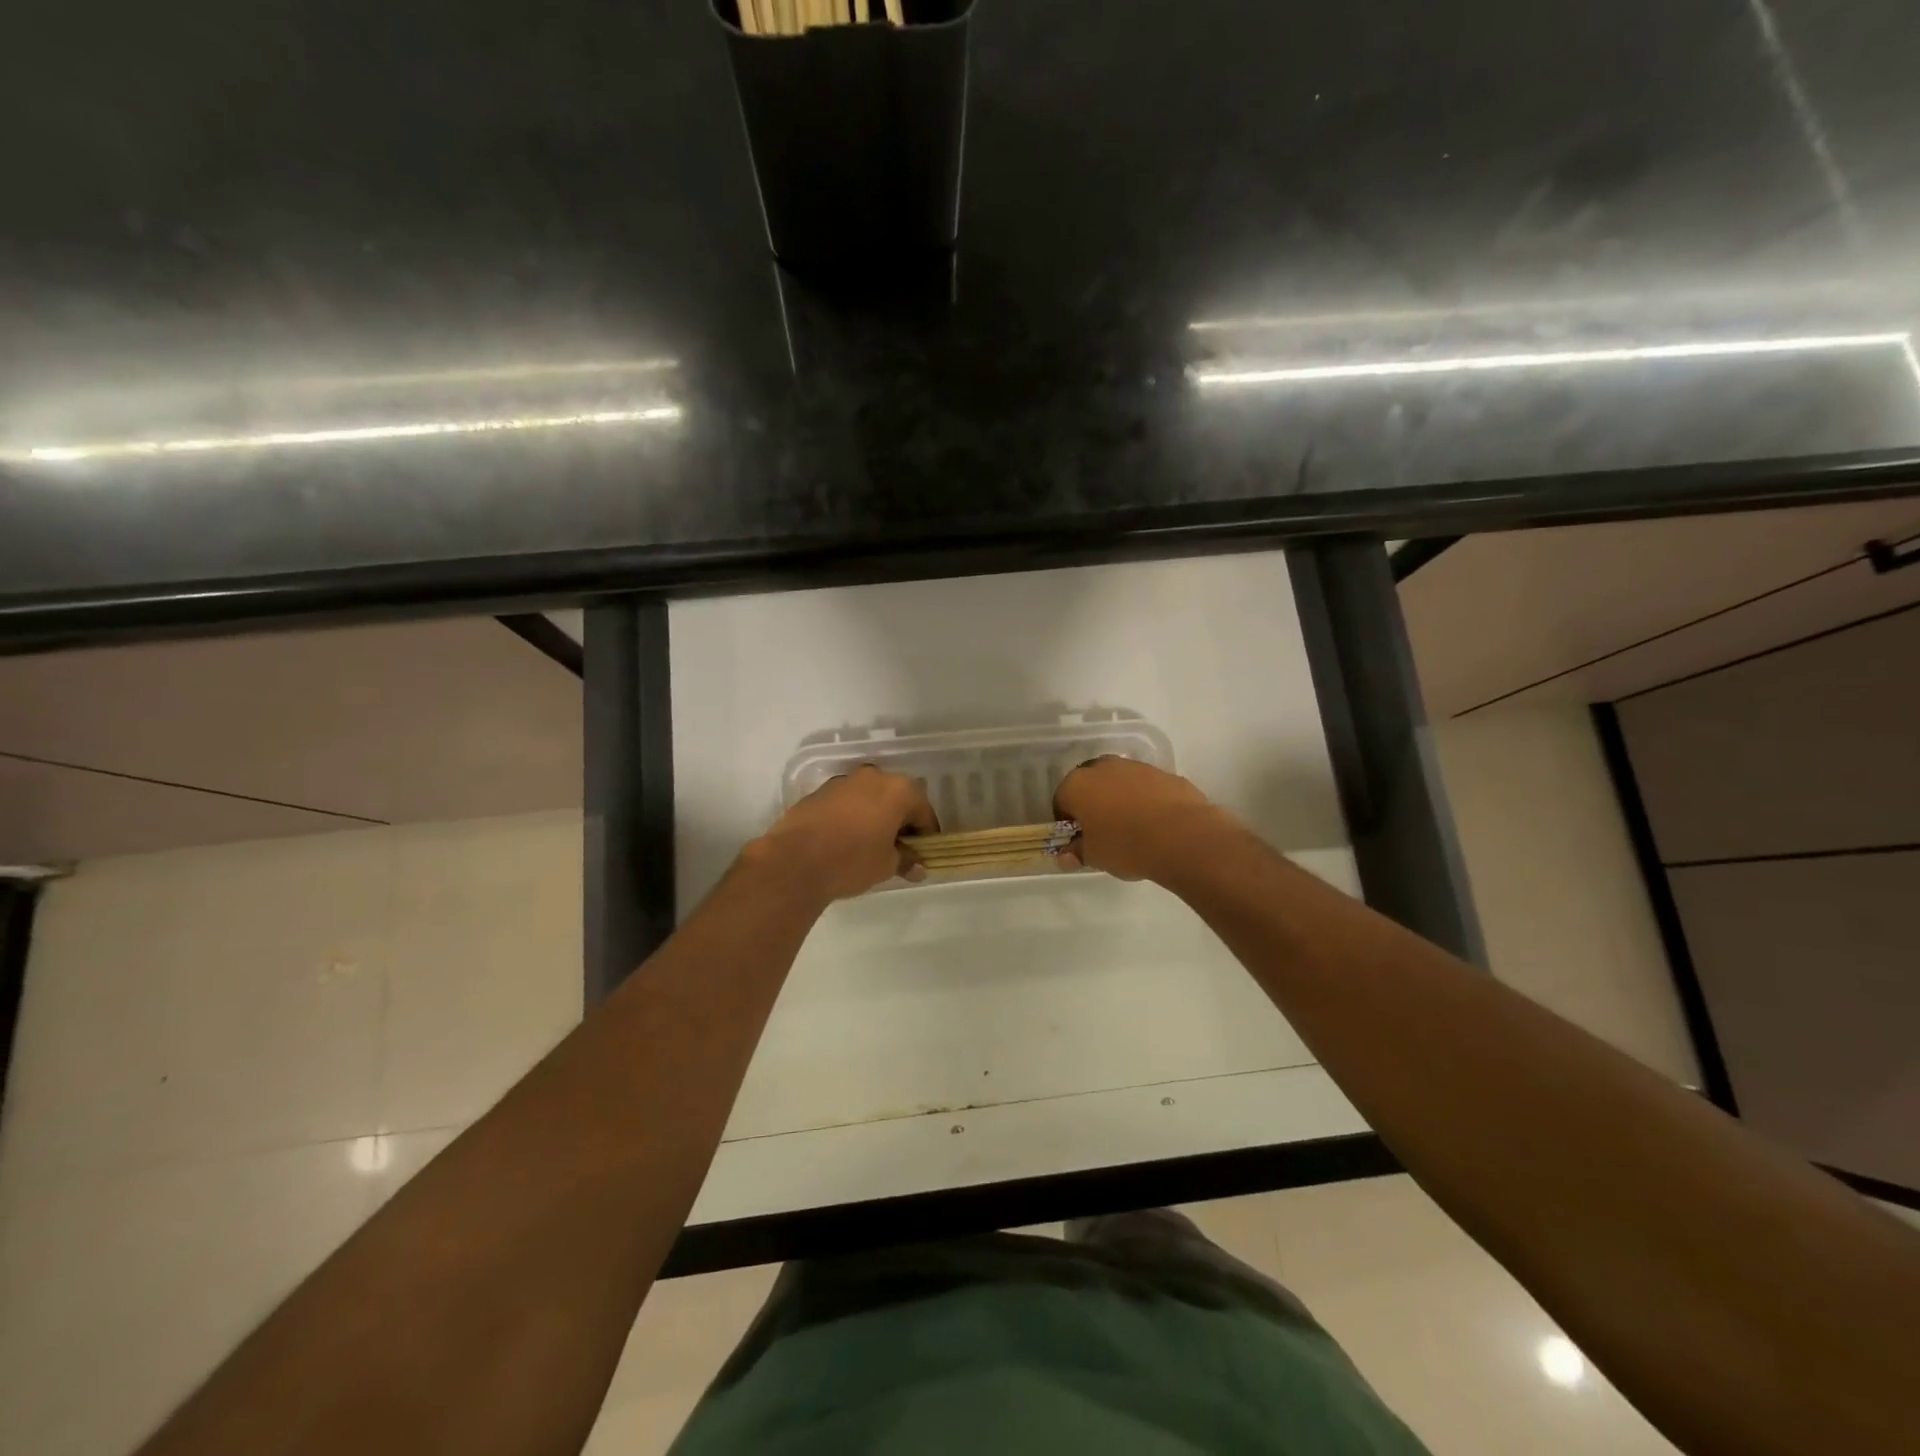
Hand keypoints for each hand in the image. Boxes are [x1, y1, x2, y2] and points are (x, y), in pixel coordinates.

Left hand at [746, 765, 939, 901]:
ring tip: (871, 844)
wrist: (795, 860)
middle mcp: (872, 777)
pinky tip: (846, 840)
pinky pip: (846, 803)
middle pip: (896, 797)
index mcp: (897, 789)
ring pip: (869, 797)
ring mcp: (843, 782)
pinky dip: (852, 816)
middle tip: (899, 847)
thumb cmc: (852, 859)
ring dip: (875, 816)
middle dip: (900, 820)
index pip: (923, 810)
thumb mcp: (886, 865)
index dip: (926, 832)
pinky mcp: (819, 792)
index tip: (924, 852)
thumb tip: (918, 867)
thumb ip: (906, 860)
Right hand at [1053, 757, 1232, 880]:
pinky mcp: (1164, 773)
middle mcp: (1103, 767)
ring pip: (1118, 783)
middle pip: (1090, 785)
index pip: (1061, 801)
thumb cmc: (1125, 845)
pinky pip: (1145, 787)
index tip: (1077, 840)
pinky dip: (1145, 800)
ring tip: (1132, 829)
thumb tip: (1066, 856)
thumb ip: (1076, 853)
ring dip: (1119, 800)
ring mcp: (1135, 767)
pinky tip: (1155, 824)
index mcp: (1077, 784)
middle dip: (1092, 805)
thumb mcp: (1094, 856)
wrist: (1182, 835)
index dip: (1067, 823)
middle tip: (1102, 832)